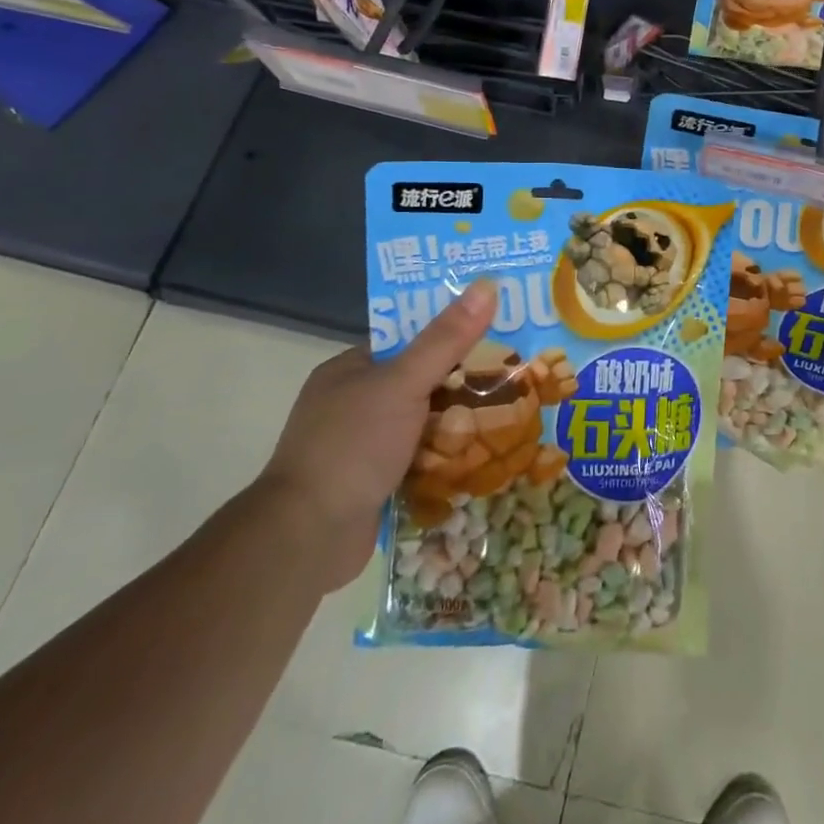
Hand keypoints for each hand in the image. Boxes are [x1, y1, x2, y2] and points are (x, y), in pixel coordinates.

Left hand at [257, 280, 497, 589]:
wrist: (306, 539)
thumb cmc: (352, 447)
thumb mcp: (403, 384)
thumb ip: (446, 339)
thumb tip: (487, 284)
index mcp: (350, 369)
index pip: (409, 339)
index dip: (451, 330)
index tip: (498, 326)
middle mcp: (354, 402)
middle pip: (421, 380)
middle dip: (463, 379)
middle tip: (517, 371)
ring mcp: (362, 445)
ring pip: (424, 421)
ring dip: (459, 421)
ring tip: (513, 410)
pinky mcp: (374, 482)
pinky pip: (421, 458)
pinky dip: (447, 456)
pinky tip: (485, 453)